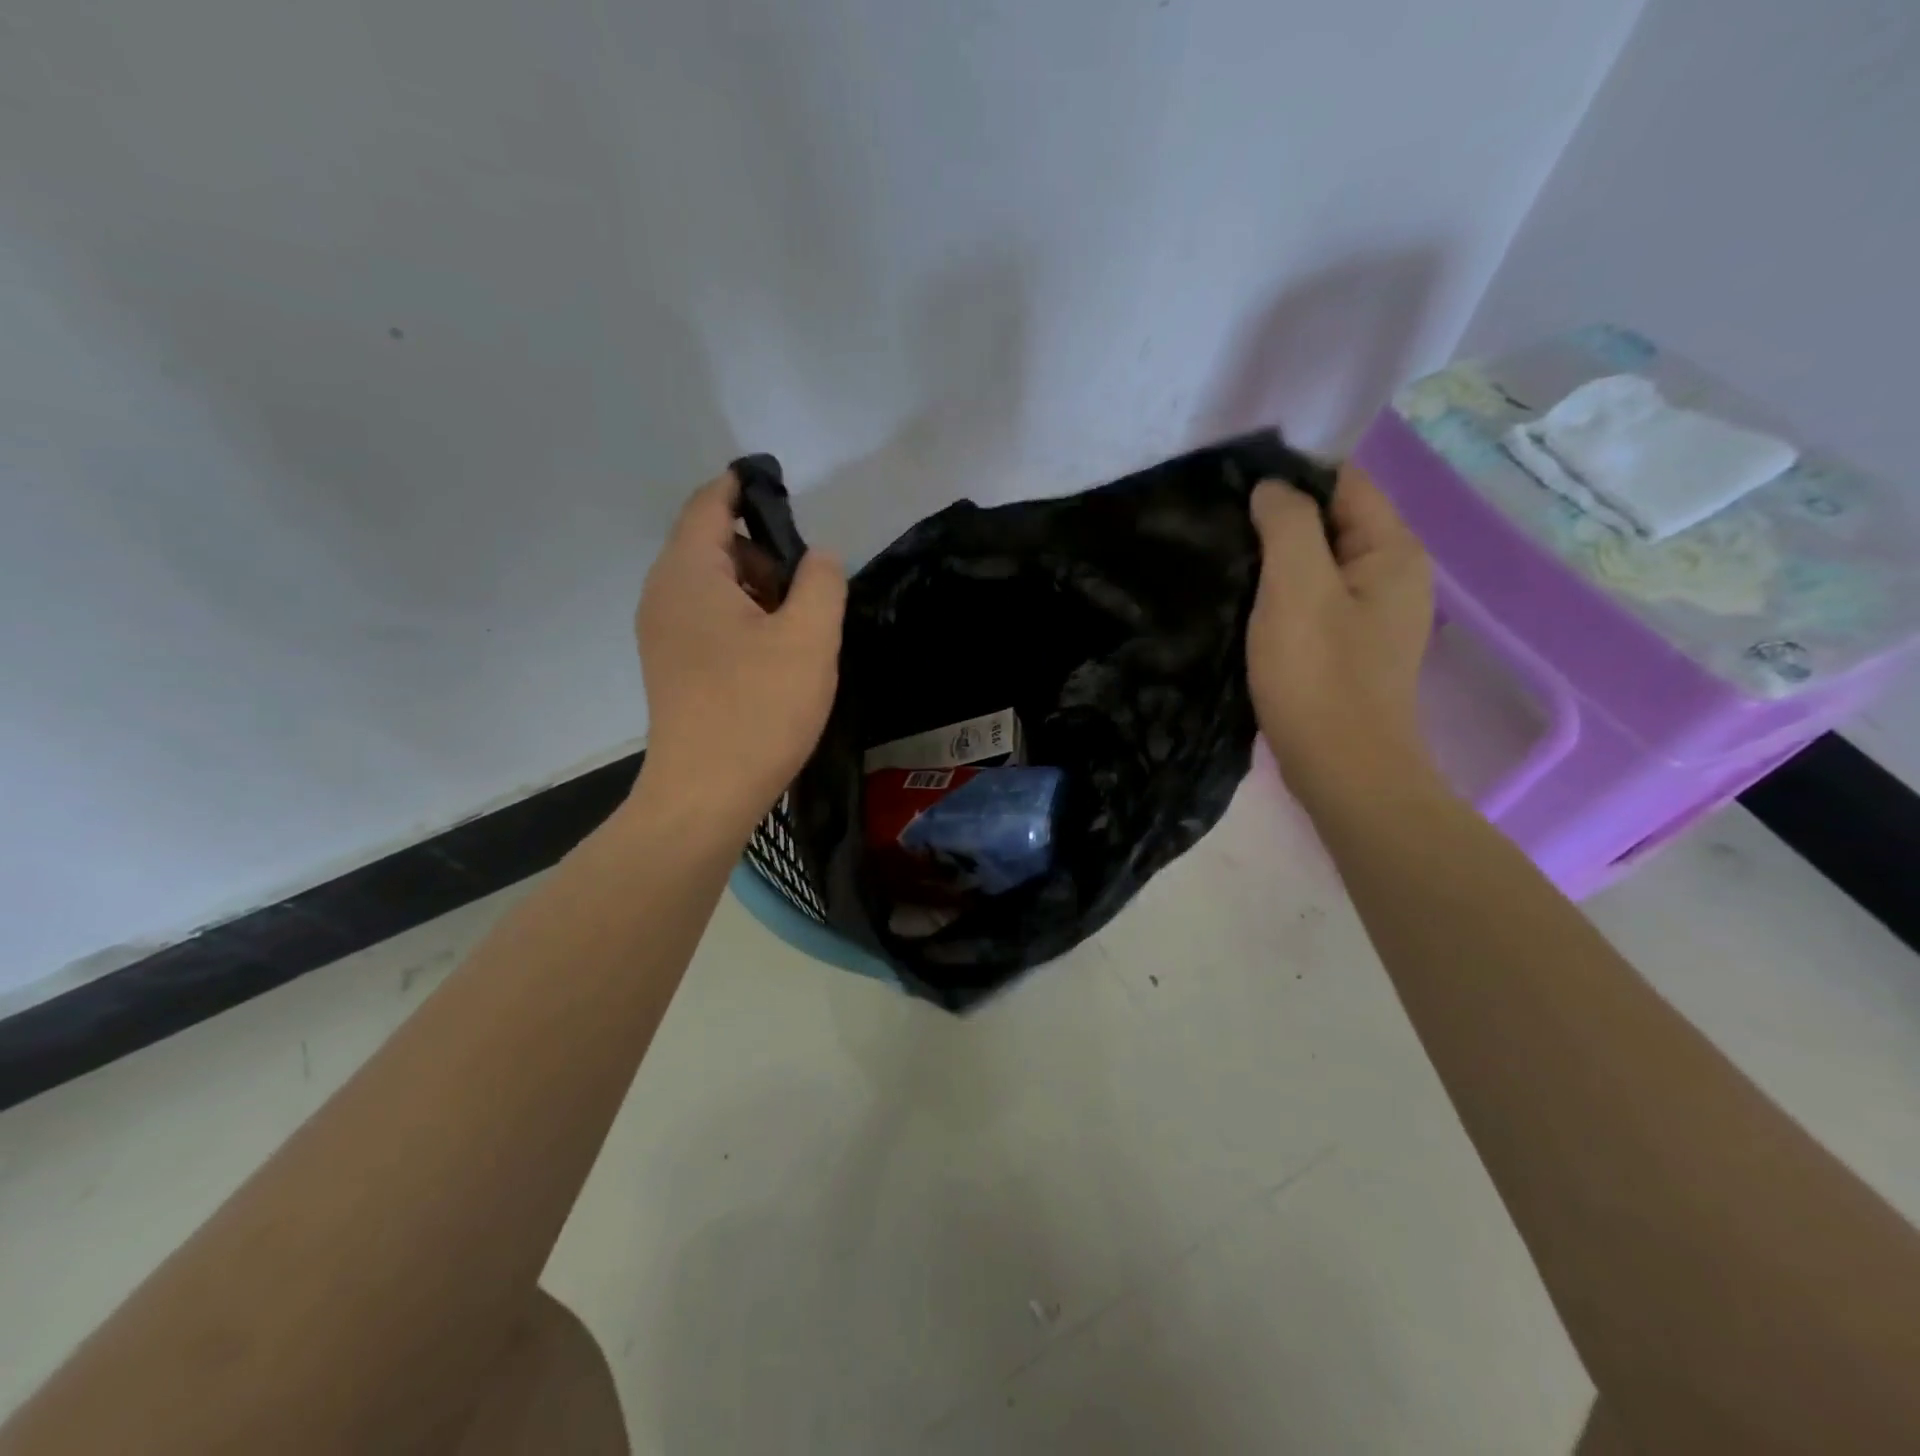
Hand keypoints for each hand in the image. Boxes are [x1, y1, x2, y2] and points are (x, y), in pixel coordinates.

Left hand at [634, 470, 846, 834]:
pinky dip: (743, 620)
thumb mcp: (809, 638)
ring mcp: (663, 632)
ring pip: (714, 585)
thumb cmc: (759, 709)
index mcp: (689, 573)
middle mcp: (664, 593)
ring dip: (758, 592)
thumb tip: (817, 558)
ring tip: (798, 631)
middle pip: (714, 544)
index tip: (786, 492)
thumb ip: (821, 582)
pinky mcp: (671, 665)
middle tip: (809, 592)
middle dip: (765, 554)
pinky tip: (773, 658)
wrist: (706, 793)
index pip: (711, 502)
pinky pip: (708, 618)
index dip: (747, 488)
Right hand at [1247, 464, 1432, 783]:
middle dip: (1279, 520)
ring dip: (1276, 560)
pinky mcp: (1350, 647)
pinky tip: (1247, 606)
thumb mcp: (1297, 588)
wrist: (1342, 768)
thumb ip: (1288, 525)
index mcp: (1392, 550)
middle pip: (1332, 522)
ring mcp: (1374, 615)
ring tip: (1225, 564)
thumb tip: (1272, 489)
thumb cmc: (1319, 675)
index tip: (1232, 493)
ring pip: (1319, 564)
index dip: (1290, 479)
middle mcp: (1393, 575)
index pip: (1343, 481)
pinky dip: (1282, 595)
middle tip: (1220, 530)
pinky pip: (1315, 600)